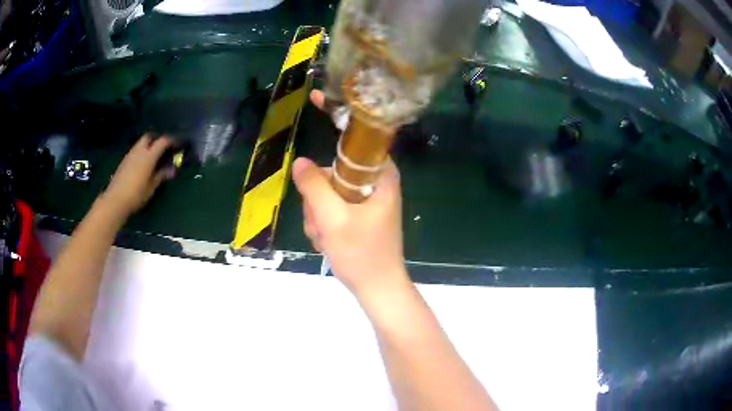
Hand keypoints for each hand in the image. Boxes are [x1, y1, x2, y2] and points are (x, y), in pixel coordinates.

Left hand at [102, 134, 175, 215]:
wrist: (115, 200)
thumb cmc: (136, 194)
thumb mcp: (151, 187)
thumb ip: (161, 176)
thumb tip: (172, 170)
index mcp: (149, 156)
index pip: (162, 141)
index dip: (171, 141)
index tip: (177, 144)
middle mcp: (139, 151)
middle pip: (149, 137)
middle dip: (157, 139)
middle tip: (163, 147)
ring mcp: (130, 155)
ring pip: (140, 143)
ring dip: (148, 145)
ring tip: (153, 155)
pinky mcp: (124, 161)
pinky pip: (135, 150)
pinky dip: (141, 152)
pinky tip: (142, 163)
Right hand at [291, 90, 410, 301]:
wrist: (377, 288)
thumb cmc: (362, 254)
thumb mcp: (332, 219)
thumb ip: (313, 187)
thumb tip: (300, 163)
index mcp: (381, 174)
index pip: (357, 135)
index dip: (336, 115)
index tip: (316, 96)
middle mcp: (376, 181)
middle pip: (333, 168)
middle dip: (317, 196)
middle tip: (321, 222)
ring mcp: (367, 197)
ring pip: (328, 189)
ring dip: (317, 213)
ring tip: (325, 237)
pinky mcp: (359, 211)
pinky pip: (332, 205)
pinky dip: (323, 221)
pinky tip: (327, 241)